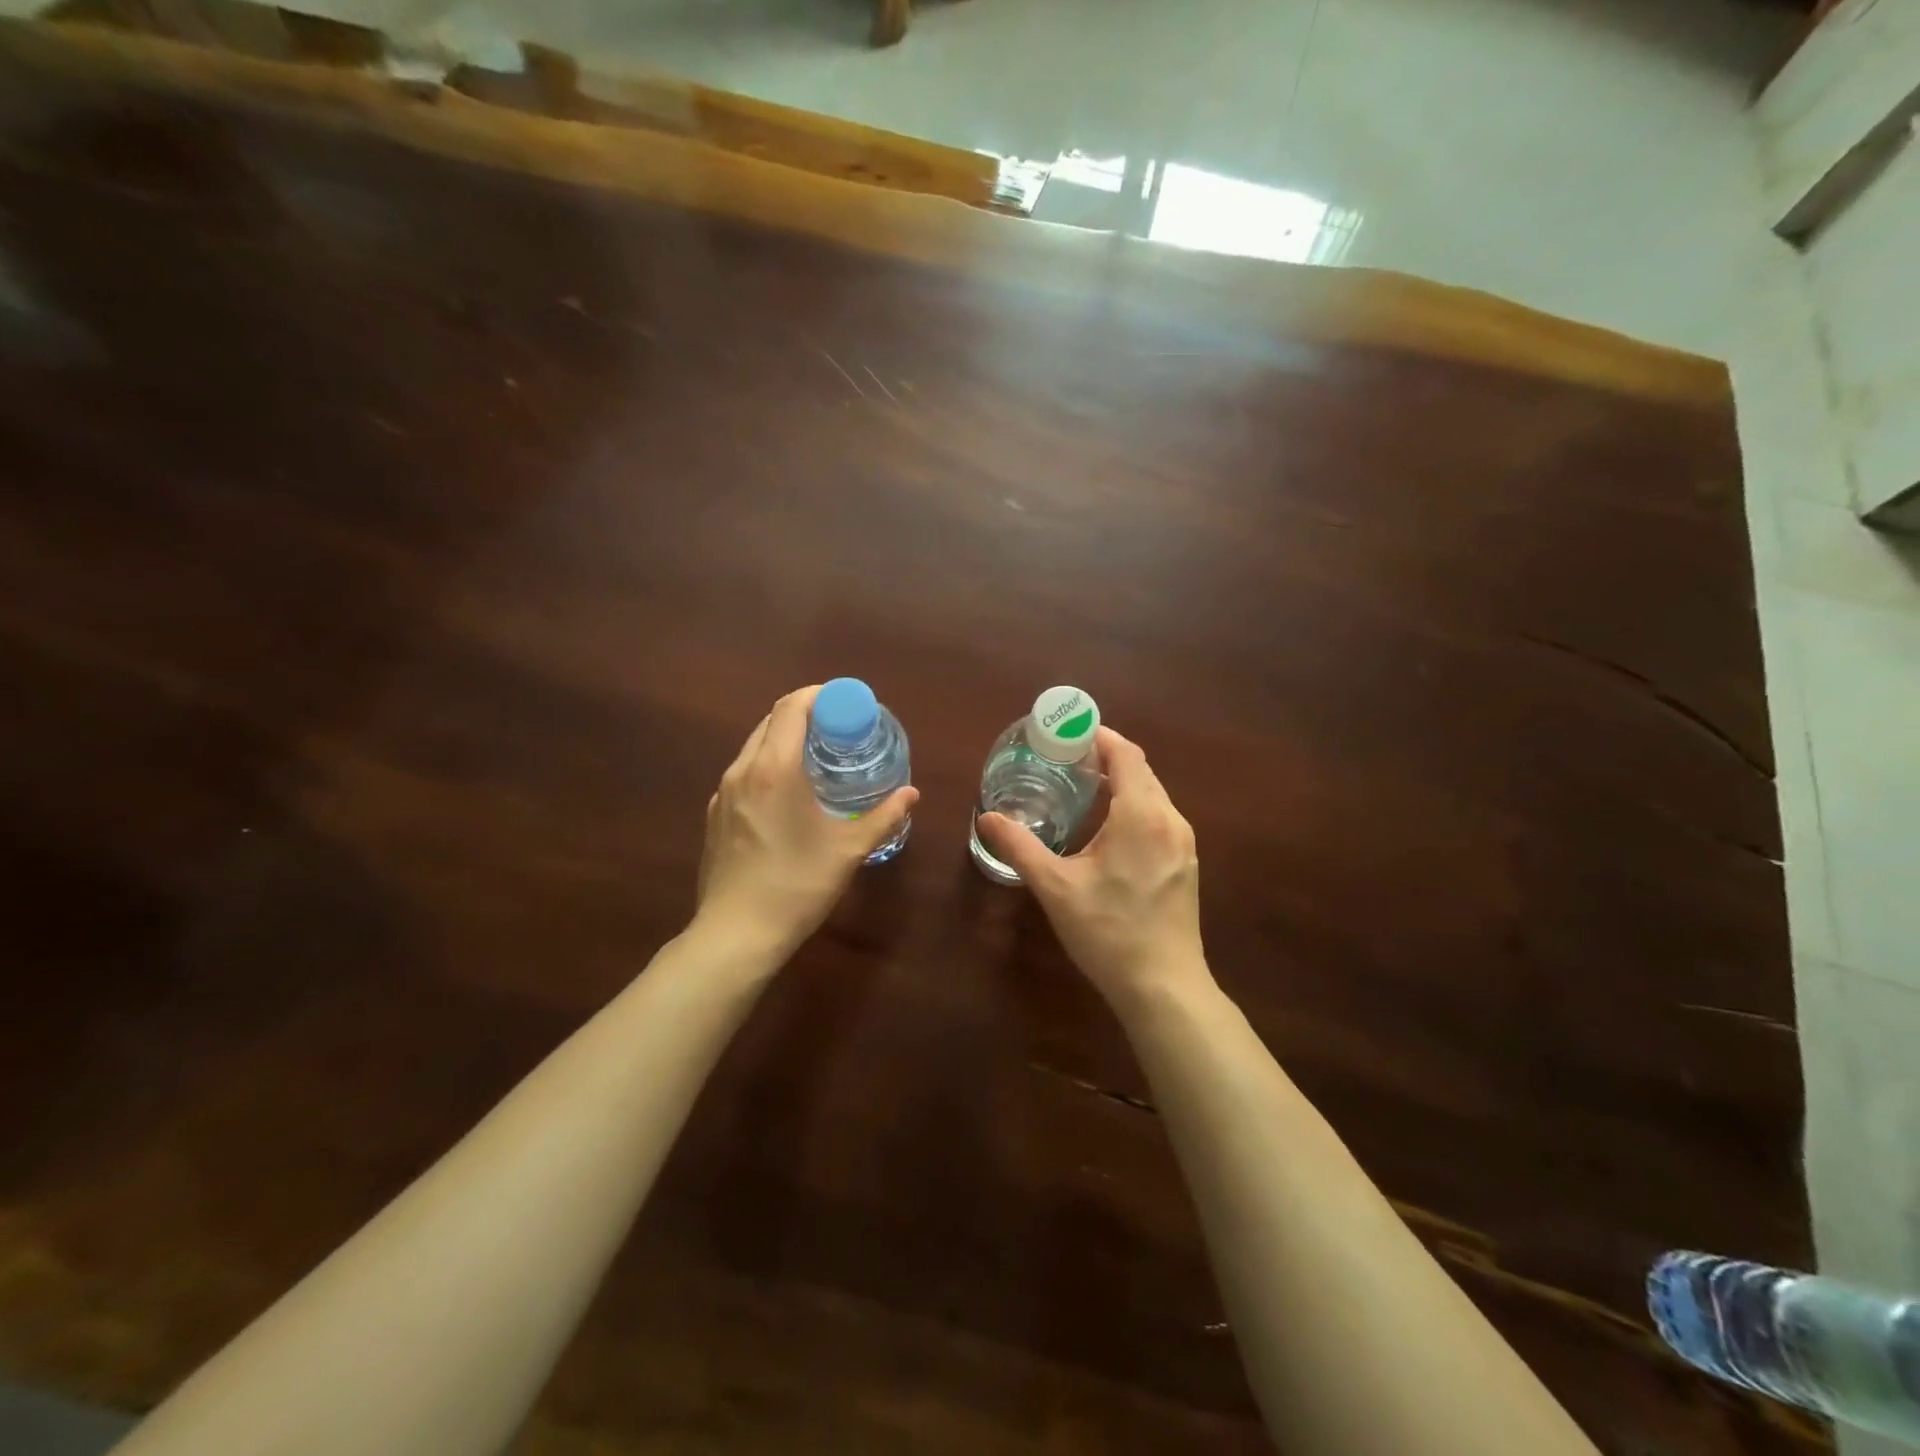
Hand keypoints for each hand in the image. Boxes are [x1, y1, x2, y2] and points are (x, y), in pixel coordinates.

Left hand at [696, 685, 917, 957]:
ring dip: (785, 740)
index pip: (791, 707)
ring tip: (817, 758)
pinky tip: (788, 795)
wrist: (736, 934)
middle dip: (805, 715)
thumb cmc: (797, 885)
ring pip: (754, 747)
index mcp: (774, 768)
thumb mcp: (848, 849)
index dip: (819, 696)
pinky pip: (744, 773)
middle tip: (839, 730)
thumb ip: (884, 816)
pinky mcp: (715, 816)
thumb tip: (911, 794)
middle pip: (771, 721)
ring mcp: (723, 794)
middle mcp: (742, 770)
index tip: (846, 704)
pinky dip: (768, 765)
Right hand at [977, 726, 1209, 1010]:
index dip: (1099, 737)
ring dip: (1122, 783)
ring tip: (1084, 788)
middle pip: (1141, 771)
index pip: (1126, 754)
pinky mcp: (1186, 863)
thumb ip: (1019, 846)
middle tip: (1066, 760)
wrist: (1163, 986)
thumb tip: (987, 817)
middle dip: (1107, 758)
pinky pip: (1160, 817)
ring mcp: (1184, 842)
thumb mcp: (1055, 887)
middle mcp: (1170, 819)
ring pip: (1153, 795)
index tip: (1068, 734)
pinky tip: (1109, 828)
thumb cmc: (1107, 931)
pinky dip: (1135, 807)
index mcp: (1141, 814)